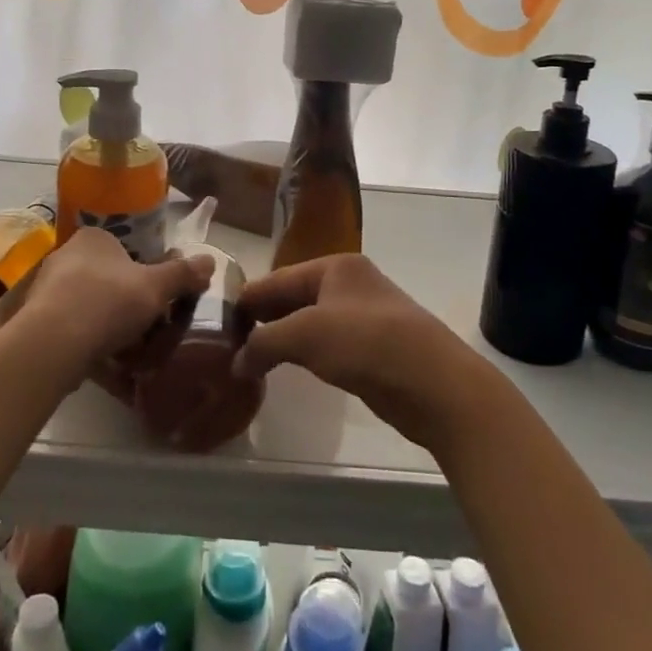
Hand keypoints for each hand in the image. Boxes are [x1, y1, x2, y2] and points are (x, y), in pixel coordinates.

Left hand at [15, 227, 212, 381]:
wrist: (52, 344)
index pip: (125, 248)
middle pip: (108, 277)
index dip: (145, 271)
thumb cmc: (108, 301)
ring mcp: (46, 289)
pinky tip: (103, 361)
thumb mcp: (156, 287)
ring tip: (129, 349)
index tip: (158, 295)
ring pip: (89, 303)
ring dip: (107, 323)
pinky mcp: (35, 320)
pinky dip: (88, 340)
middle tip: (148, 324)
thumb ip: (183, 274)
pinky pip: (71, 327)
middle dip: (127, 300)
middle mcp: (66, 255)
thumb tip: (211, 260)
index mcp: (94, 238)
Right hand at [233, 254, 501, 454]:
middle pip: (293, 297)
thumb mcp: (307, 335)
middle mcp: (348, 283)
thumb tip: (236, 362)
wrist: (436, 384)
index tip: (215, 323)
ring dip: (282, 339)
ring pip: (309, 322)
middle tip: (226, 344)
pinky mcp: (373, 347)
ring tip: (249, 359)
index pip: (277, 279)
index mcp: (334, 266)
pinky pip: (326, 344)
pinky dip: (304, 354)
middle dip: (262, 319)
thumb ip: (265, 343)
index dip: (246, 300)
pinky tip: (286, 369)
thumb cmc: (368, 344)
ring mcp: (363, 315)